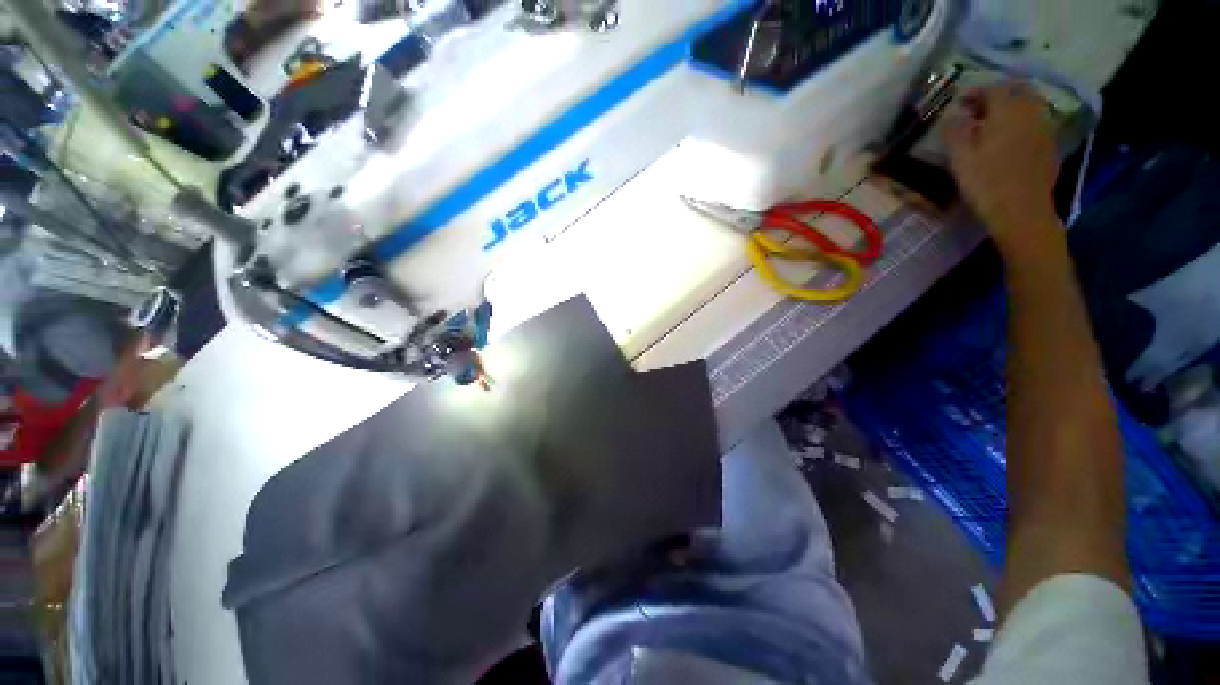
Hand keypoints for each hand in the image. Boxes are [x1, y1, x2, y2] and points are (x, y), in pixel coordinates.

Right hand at [944, 83, 1060, 249]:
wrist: (1022, 212)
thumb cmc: (986, 184)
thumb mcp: (960, 159)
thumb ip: (955, 133)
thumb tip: (953, 117)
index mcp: (1007, 112)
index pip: (993, 89)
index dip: (975, 92)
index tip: (959, 102)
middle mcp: (1030, 113)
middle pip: (1018, 91)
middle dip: (998, 94)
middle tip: (979, 108)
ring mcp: (1044, 129)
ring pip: (1030, 105)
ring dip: (1012, 107)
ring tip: (994, 122)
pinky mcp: (1049, 146)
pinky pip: (1037, 123)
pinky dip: (1023, 122)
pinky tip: (1011, 138)